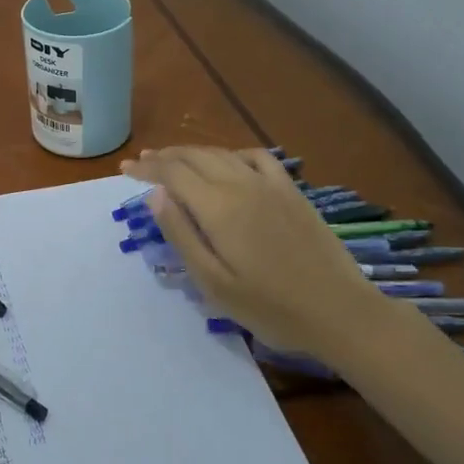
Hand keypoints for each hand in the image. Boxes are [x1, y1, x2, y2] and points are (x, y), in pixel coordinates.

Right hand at [120, 147, 402, 358]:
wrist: (340, 312)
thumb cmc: (270, 307)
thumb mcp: (214, 282)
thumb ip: (181, 235)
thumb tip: (156, 195)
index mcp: (218, 207)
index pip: (172, 173)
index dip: (146, 168)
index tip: (124, 168)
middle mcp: (241, 185)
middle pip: (195, 157)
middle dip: (165, 156)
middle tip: (142, 162)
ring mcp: (271, 185)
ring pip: (222, 154)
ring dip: (193, 152)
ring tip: (174, 158)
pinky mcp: (292, 192)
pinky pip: (257, 157)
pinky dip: (233, 153)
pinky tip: (228, 161)